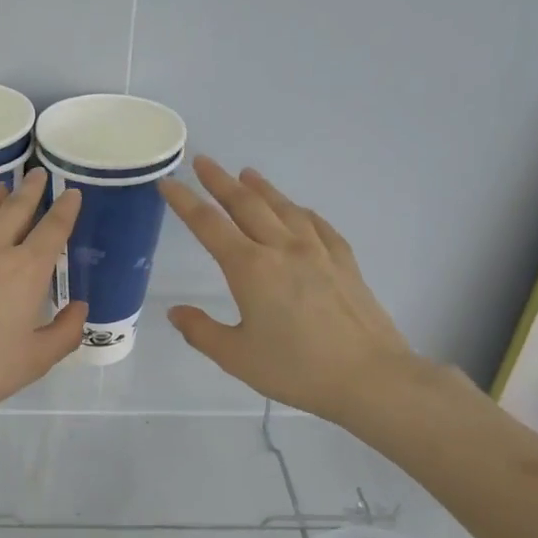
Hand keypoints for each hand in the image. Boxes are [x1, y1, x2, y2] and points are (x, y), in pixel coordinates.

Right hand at [159, 156, 422, 427]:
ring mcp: (318, 251)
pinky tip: (298, 210)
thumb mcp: (236, 357)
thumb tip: (175, 312)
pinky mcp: (344, 261)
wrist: (370, 377)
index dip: (184, 202)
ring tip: (246, 174)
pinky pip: (317, 224)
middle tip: (203, 161)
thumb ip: (201, 331)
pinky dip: (300, 211)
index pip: (208, 225)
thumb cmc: (296, 369)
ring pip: (283, 208)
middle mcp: (282, 249)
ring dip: (261, 188)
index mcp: (250, 269)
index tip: (167, 182)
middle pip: (246, 204)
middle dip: (220, 181)